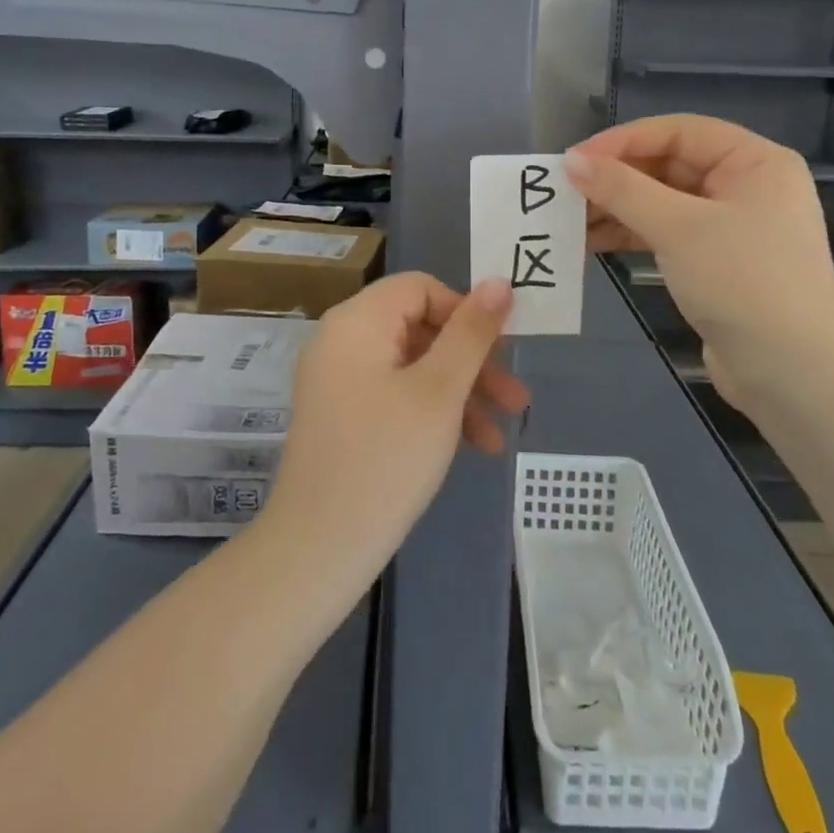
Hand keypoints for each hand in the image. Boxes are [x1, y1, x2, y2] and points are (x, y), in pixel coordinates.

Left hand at [264, 273, 526, 580]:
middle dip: (473, 361)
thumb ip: (472, 333)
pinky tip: (471, 446)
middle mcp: (342, 340)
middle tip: (516, 397)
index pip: (421, 288)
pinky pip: (395, 394)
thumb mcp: (440, 391)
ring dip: (460, 392)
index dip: (465, 312)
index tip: (500, 350)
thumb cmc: (386, 459)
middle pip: (420, 328)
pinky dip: (432, 412)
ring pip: (413, 366)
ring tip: (502, 433)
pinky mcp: (342, 415)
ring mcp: (338, 380)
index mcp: (358, 321)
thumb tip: (499, 282)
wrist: (317, 550)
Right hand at [565, 115, 833, 401]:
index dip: (623, 141)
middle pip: (669, 165)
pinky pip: (666, 233)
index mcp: (754, 162)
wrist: (794, 377)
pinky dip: (631, 234)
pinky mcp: (716, 262)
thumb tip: (571, 162)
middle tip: (566, 191)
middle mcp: (746, 186)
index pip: (679, 132)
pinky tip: (592, 242)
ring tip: (570, 219)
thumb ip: (623, 190)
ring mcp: (732, 226)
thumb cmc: (744, 283)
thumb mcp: (679, 228)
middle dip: (617, 178)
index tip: (575, 159)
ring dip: (618, 208)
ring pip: (663, 202)